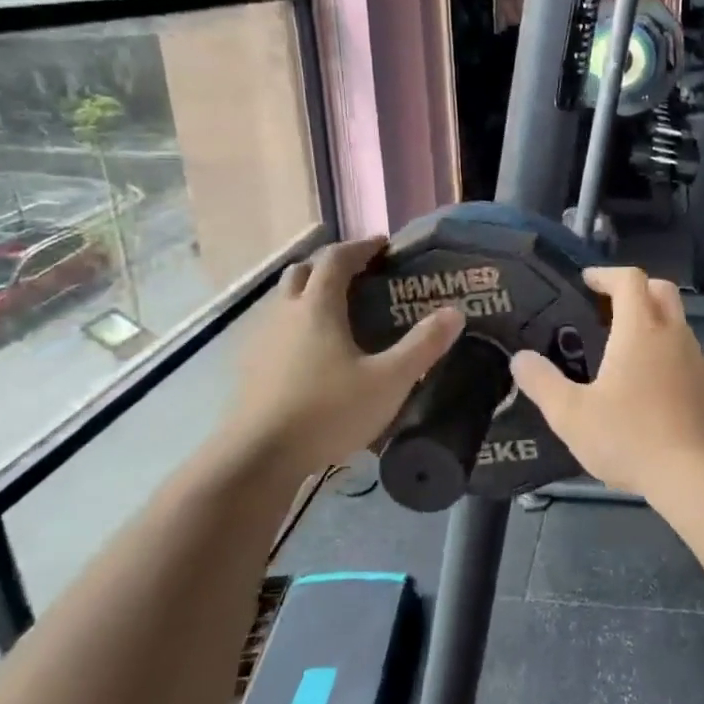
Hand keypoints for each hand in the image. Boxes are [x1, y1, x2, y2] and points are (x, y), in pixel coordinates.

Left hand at [227, 237, 463, 473]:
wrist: (257, 458)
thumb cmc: (328, 412)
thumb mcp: (389, 381)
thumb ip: (423, 346)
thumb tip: (455, 312)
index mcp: (318, 307)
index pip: (336, 259)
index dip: (360, 247)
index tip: (383, 245)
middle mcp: (284, 313)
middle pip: (303, 271)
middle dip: (330, 265)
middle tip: (358, 274)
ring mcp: (260, 340)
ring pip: (284, 300)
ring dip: (309, 293)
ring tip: (336, 312)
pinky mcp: (249, 368)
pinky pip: (274, 329)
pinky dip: (295, 324)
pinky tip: (310, 353)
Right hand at [510, 267, 703, 501]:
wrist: (700, 476)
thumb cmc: (632, 438)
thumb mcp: (572, 416)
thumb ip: (543, 383)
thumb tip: (520, 359)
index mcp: (641, 330)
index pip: (630, 280)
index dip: (606, 274)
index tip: (586, 282)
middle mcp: (674, 335)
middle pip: (661, 290)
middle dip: (634, 289)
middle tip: (606, 308)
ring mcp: (698, 360)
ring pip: (676, 323)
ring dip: (652, 322)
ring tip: (621, 351)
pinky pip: (686, 354)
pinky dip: (666, 353)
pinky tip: (648, 387)